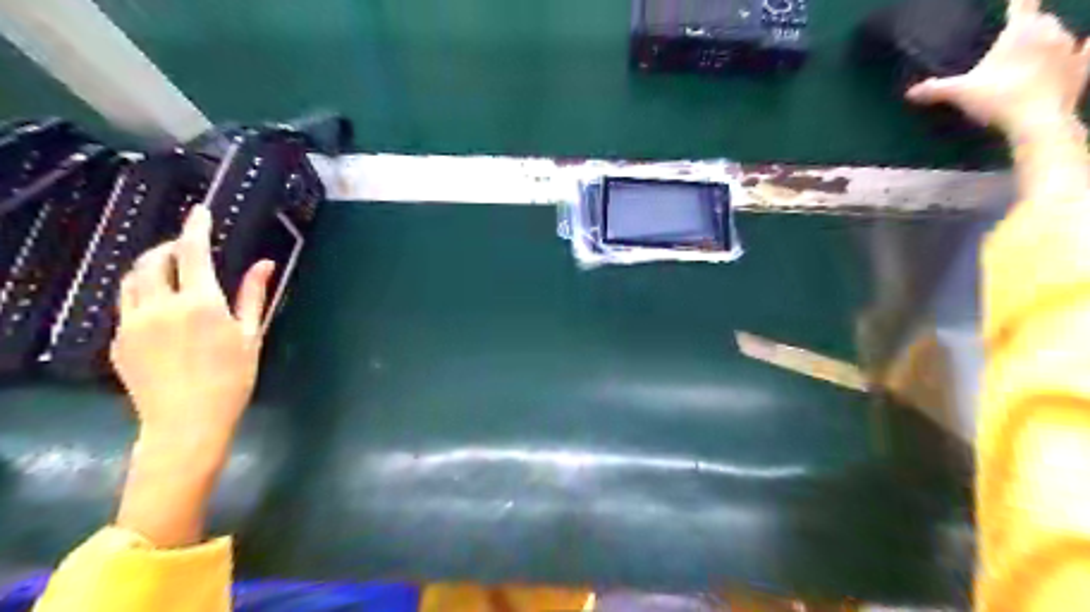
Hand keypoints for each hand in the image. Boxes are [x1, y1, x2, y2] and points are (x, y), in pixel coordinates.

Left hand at [107, 207, 276, 453]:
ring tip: (169, 271)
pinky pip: (126, 305)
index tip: (200, 212)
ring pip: (132, 280)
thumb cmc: (232, 379)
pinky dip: (143, 294)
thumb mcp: (250, 335)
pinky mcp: (118, 340)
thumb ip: (253, 295)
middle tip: (186, 247)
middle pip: (153, 261)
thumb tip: (265, 263)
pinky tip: (161, 308)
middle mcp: (160, 306)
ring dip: (150, 267)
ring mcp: (133, 323)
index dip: (195, 228)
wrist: (187, 422)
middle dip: (169, 247)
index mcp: (200, 303)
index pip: (192, 252)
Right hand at [908, 0, 1089, 138]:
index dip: (1017, 2)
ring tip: (1033, 54)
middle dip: (1029, 27)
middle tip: (1011, 42)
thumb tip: (910, 92)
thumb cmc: (998, 98)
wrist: (1038, 121)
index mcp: (1021, 31)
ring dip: (1048, 40)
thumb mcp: (959, 93)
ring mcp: (1071, 48)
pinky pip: (1087, 50)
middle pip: (1042, 20)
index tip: (1014, 1)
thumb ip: (935, 89)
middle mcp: (1051, 31)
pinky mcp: (1083, 67)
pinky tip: (1086, 45)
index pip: (1022, 5)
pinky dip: (1085, 47)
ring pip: (1061, 34)